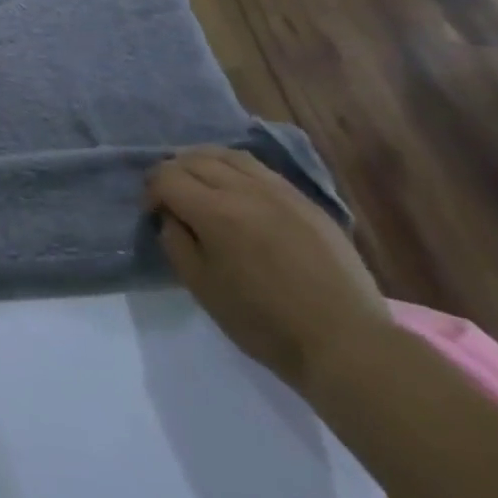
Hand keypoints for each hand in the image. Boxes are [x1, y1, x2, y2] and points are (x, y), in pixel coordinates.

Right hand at [146, 148, 389, 393]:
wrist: (346, 343)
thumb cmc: (264, 322)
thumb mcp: (202, 288)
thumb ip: (176, 243)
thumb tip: (171, 217)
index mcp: (215, 212)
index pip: (167, 177)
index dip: (151, 191)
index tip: (153, 213)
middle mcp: (245, 190)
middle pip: (194, 159)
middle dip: (173, 172)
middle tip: (171, 198)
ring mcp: (280, 192)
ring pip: (229, 155)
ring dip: (204, 163)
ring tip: (201, 185)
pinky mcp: (306, 201)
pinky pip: (260, 169)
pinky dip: (236, 170)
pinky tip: (237, 191)